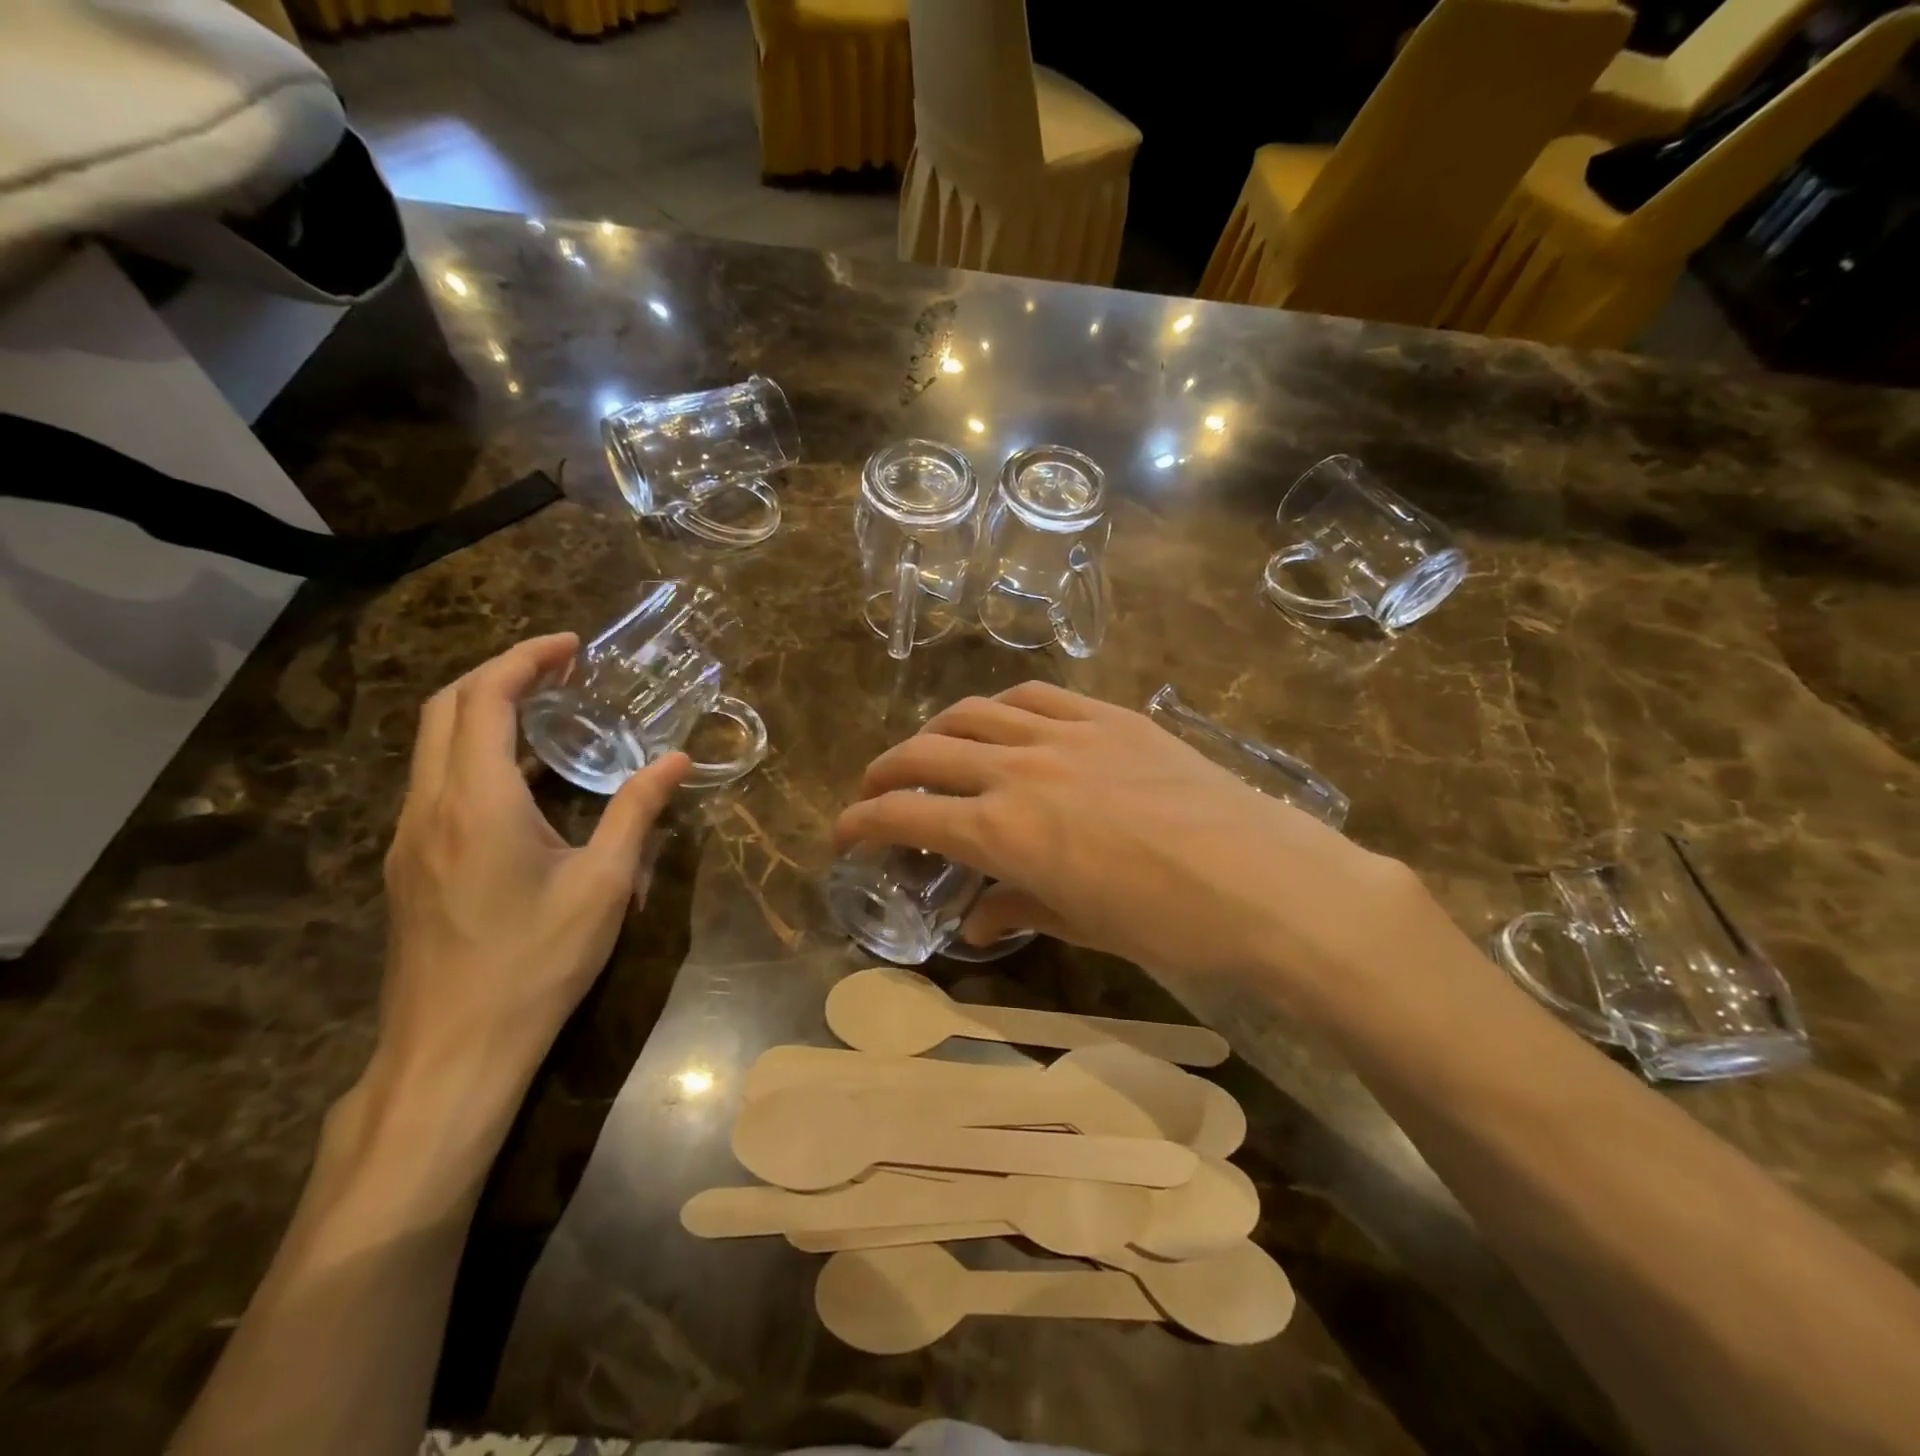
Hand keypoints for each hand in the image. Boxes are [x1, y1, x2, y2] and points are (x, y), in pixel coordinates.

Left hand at [375, 635, 688, 1101]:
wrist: (451, 1052)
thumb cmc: (536, 963)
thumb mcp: (603, 886)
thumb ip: (636, 812)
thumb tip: (676, 760)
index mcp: (476, 802)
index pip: (484, 699)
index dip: (524, 660)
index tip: (572, 648)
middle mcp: (430, 807)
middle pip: (446, 710)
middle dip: (500, 674)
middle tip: (561, 670)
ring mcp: (410, 838)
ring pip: (433, 746)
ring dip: (484, 712)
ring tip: (549, 712)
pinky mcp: (410, 865)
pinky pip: (436, 783)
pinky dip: (475, 753)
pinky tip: (524, 781)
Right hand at [835, 683, 1438, 1009]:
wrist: (1268, 882)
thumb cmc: (1170, 923)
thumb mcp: (1082, 924)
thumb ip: (1018, 908)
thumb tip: (977, 920)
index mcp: (1003, 830)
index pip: (905, 816)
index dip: (862, 824)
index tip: (843, 835)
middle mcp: (1019, 769)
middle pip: (926, 753)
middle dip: (886, 773)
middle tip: (877, 792)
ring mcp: (1066, 733)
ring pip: (974, 712)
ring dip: (937, 732)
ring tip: (932, 752)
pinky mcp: (1109, 715)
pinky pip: (1037, 696)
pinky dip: (1003, 708)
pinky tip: (1003, 723)